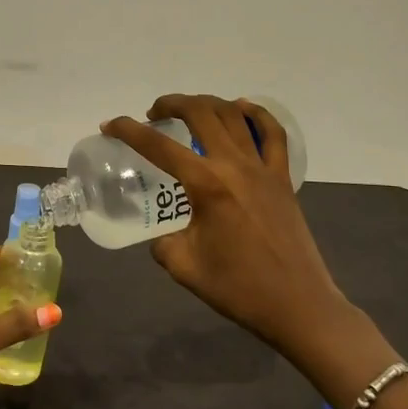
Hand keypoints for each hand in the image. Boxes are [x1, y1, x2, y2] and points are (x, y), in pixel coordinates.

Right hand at [104, 95, 351, 365]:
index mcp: (206, 185)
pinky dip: (256, 114)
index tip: (110, 126)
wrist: (297, 305)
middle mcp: (234, 165)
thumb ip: (163, 243)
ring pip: (234, 115)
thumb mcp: (183, 266)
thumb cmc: (238, 288)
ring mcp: (263, 168)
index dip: (128, 130)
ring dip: (206, 103)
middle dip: (171, 104)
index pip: (158, 146)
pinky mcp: (282, 178)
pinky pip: (273, 134)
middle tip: (153, 114)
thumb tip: (164, 235)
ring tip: (189, 111)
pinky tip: (242, 109)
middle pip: (200, 113)